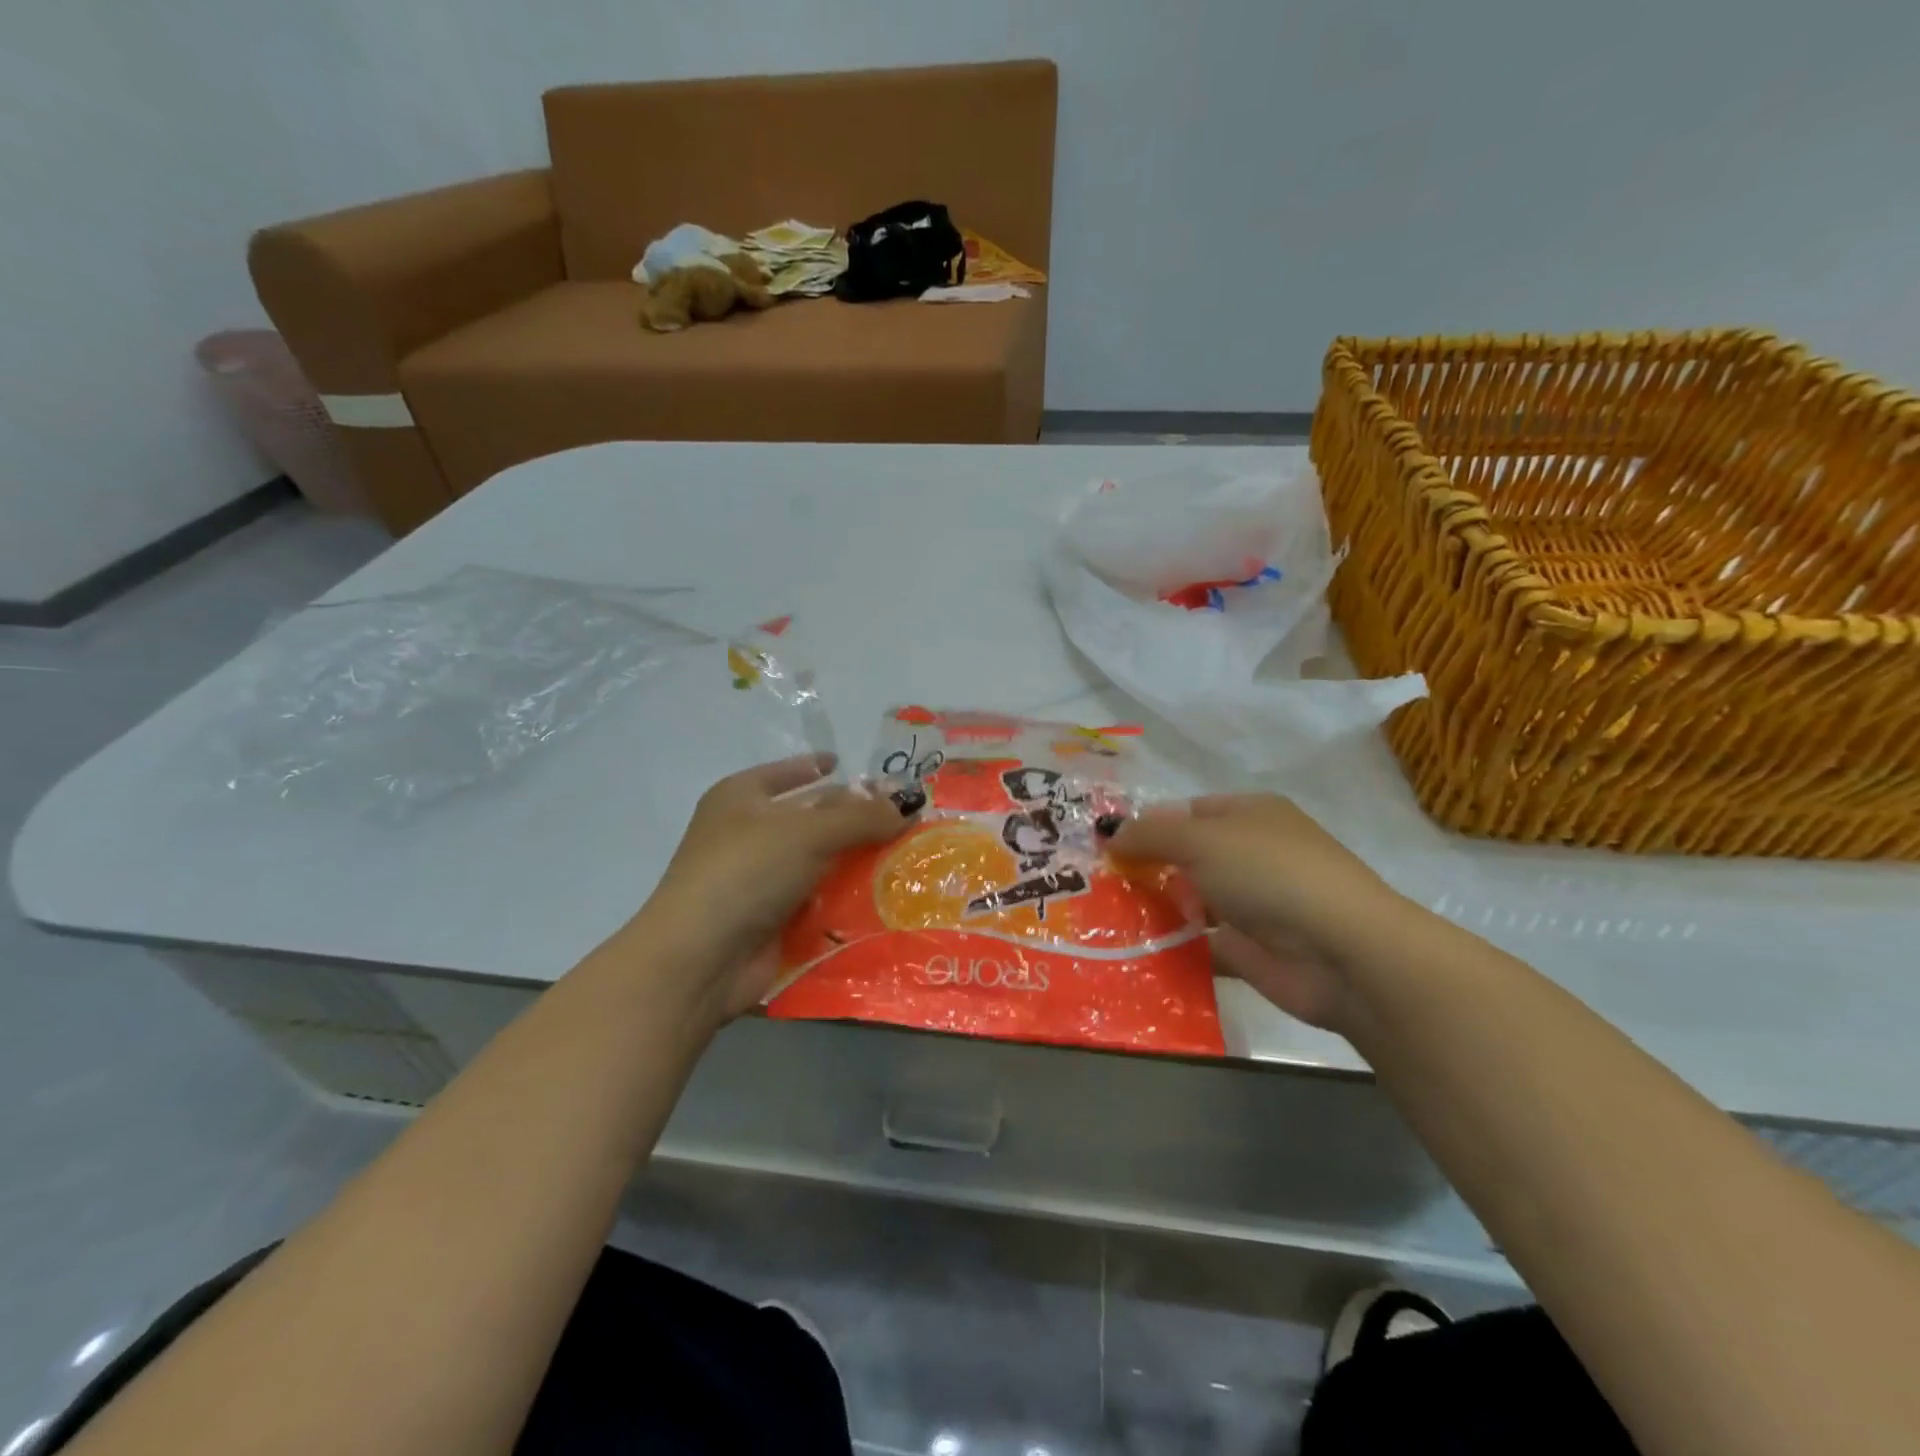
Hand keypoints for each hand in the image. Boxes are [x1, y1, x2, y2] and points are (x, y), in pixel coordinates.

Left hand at [634, 755, 914, 1021]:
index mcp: (742, 798)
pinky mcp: (775, 920)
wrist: (701, 959)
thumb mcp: (807, 832)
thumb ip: (861, 816)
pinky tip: (890, 897)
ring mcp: (760, 880)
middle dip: (855, 818)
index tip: (851, 767)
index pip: (788, 773)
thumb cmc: (746, 871)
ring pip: (821, 863)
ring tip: (912, 858)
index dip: (819, 768)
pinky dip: (849, 900)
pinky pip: (821, 901)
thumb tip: (910, 804)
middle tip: (908, 816)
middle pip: (812, 819)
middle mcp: (749, 834)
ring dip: (859, 862)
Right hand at [1109, 794, 1403, 1031]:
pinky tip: (1133, 952)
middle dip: (1146, 869)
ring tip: (1105, 919)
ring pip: (1191, 902)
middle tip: (1098, 885)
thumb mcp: (1201, 840)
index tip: (1108, 847)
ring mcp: (1254, 905)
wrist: (1342, 952)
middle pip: (1187, 857)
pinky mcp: (1250, 951)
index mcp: (1250, 815)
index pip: (1188, 811)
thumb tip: (1110, 836)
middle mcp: (1252, 855)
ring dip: (1155, 910)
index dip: (1149, 825)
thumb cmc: (1270, 875)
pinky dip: (1172, 949)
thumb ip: (1150, 835)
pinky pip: (1200, 945)